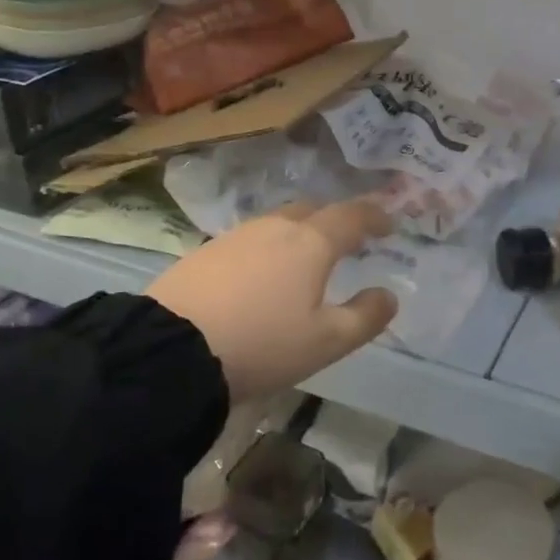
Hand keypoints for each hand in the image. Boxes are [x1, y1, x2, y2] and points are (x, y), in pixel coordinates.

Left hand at [145, 199, 398, 398]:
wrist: (171, 349)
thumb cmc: (262, 343)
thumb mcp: (326, 342)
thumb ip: (365, 317)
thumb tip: (389, 295)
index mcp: (311, 243)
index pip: (352, 216)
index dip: (375, 216)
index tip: (389, 224)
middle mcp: (275, 227)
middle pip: (313, 211)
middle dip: (335, 220)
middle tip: (348, 241)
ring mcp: (236, 236)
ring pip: (278, 223)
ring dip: (299, 234)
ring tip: (305, 259)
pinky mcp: (206, 252)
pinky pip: (250, 240)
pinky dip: (268, 249)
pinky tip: (262, 274)